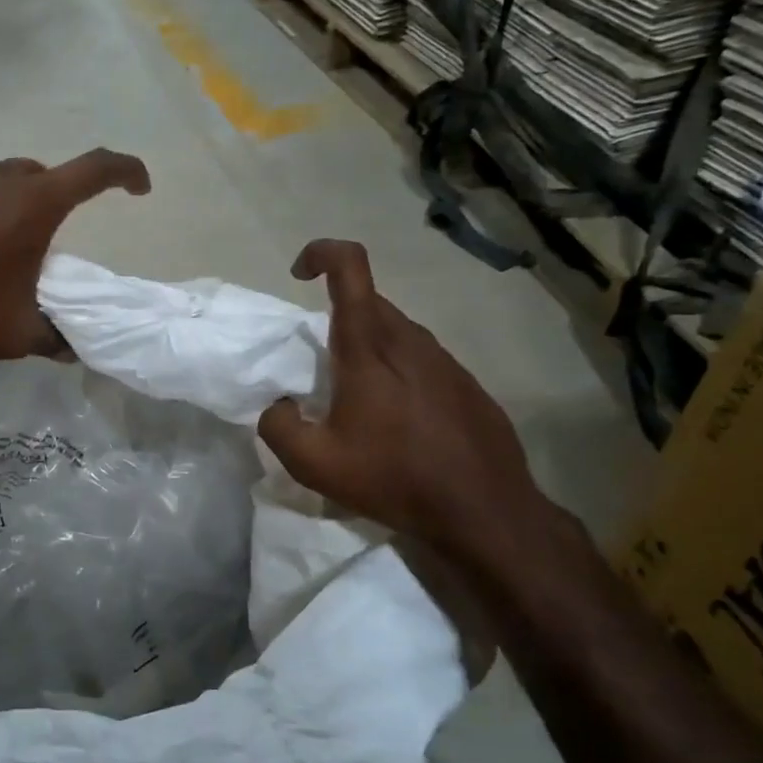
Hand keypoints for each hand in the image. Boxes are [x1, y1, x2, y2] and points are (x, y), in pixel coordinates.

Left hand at [0, 150, 150, 374]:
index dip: (125, 172)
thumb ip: (56, 336)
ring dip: (7, 208)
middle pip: (39, 176)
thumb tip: (74, 349)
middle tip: (48, 243)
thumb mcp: (16, 335)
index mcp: (29, 204)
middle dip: (56, 200)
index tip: (139, 187)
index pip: (94, 169)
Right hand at [257, 240, 564, 575]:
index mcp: (370, 346)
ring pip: (396, 332)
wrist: (484, 509)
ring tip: (359, 405)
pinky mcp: (466, 383)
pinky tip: (399, 423)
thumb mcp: (314, 463)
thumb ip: (278, 426)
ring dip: (369, 350)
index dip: (321, 253)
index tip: (299, 274)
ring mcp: (445, 359)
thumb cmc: (393, 477)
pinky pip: (421, 360)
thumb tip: (279, 406)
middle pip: (369, 303)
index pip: (350, 267)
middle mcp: (410, 339)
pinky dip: (399, 375)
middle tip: (321, 372)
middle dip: (337, 320)